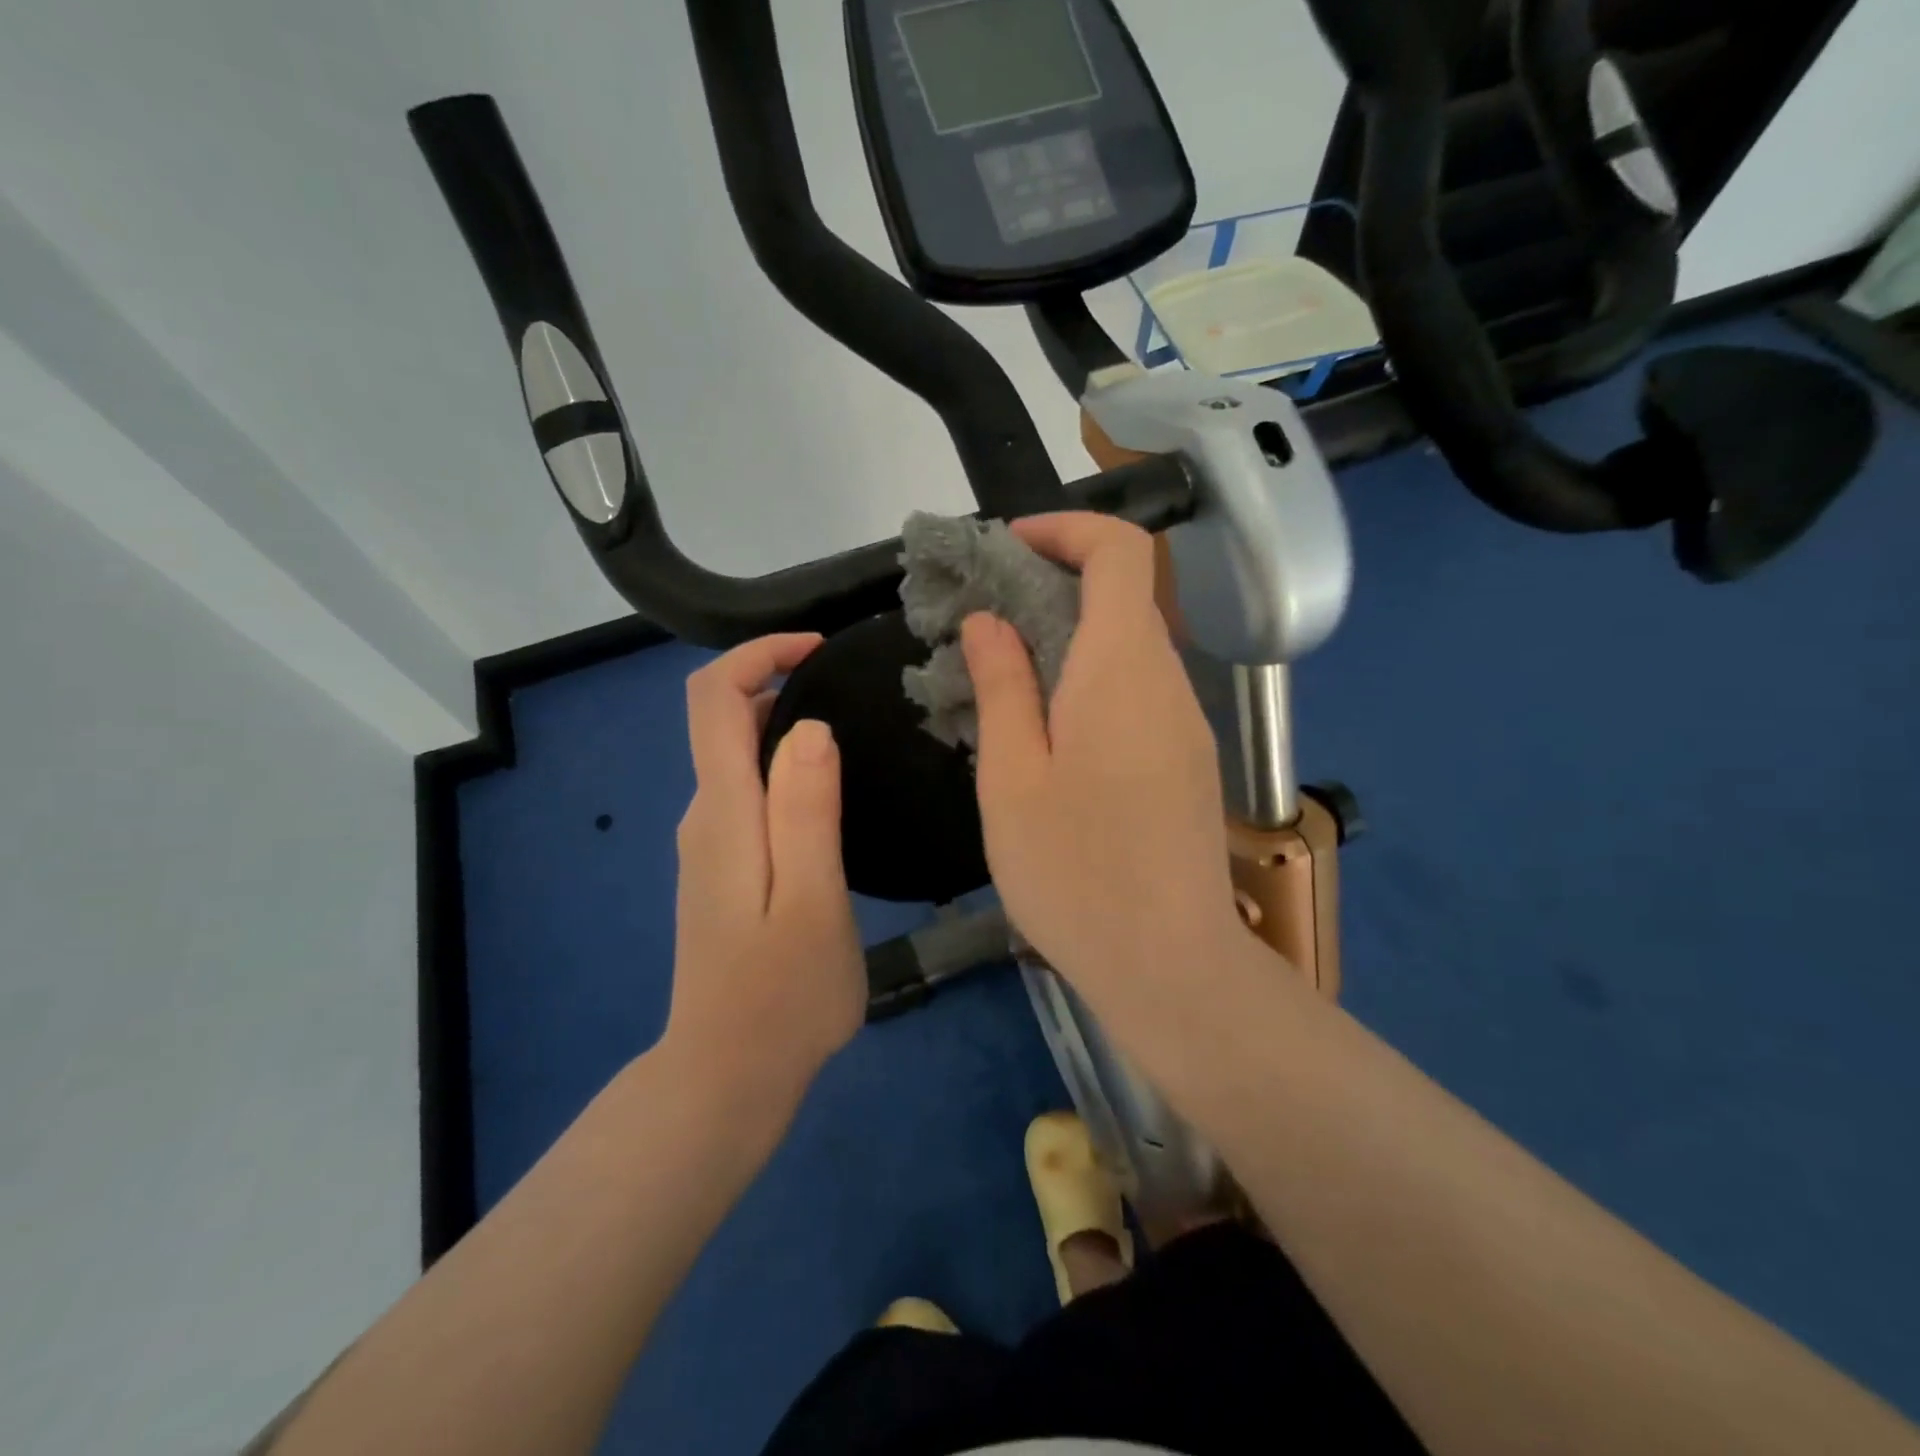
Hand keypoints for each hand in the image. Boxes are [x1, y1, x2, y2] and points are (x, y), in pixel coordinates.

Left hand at [663, 635, 864, 1110]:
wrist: (728, 1078)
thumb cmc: (782, 995)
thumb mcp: (812, 899)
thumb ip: (806, 809)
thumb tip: (808, 726)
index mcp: (724, 812)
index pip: (712, 699)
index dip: (758, 654)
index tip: (820, 650)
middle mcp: (706, 816)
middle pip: (724, 720)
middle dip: (782, 684)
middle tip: (859, 694)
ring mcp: (710, 845)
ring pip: (740, 758)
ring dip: (788, 728)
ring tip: (859, 736)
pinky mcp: (724, 871)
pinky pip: (750, 794)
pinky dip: (786, 769)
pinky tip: (834, 796)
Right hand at [962, 513, 1242, 1015]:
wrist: (1170, 964)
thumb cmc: (1076, 871)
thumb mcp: (1013, 777)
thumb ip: (1003, 686)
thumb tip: (991, 621)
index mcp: (1122, 669)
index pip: (1120, 550)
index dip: (1066, 528)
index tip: (1007, 549)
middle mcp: (1166, 681)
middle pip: (1123, 596)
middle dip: (1052, 587)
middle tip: (983, 622)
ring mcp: (1183, 724)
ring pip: (1128, 648)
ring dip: (1068, 640)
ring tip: (1002, 679)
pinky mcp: (1185, 761)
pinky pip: (1137, 692)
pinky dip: (1090, 681)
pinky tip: (1046, 733)